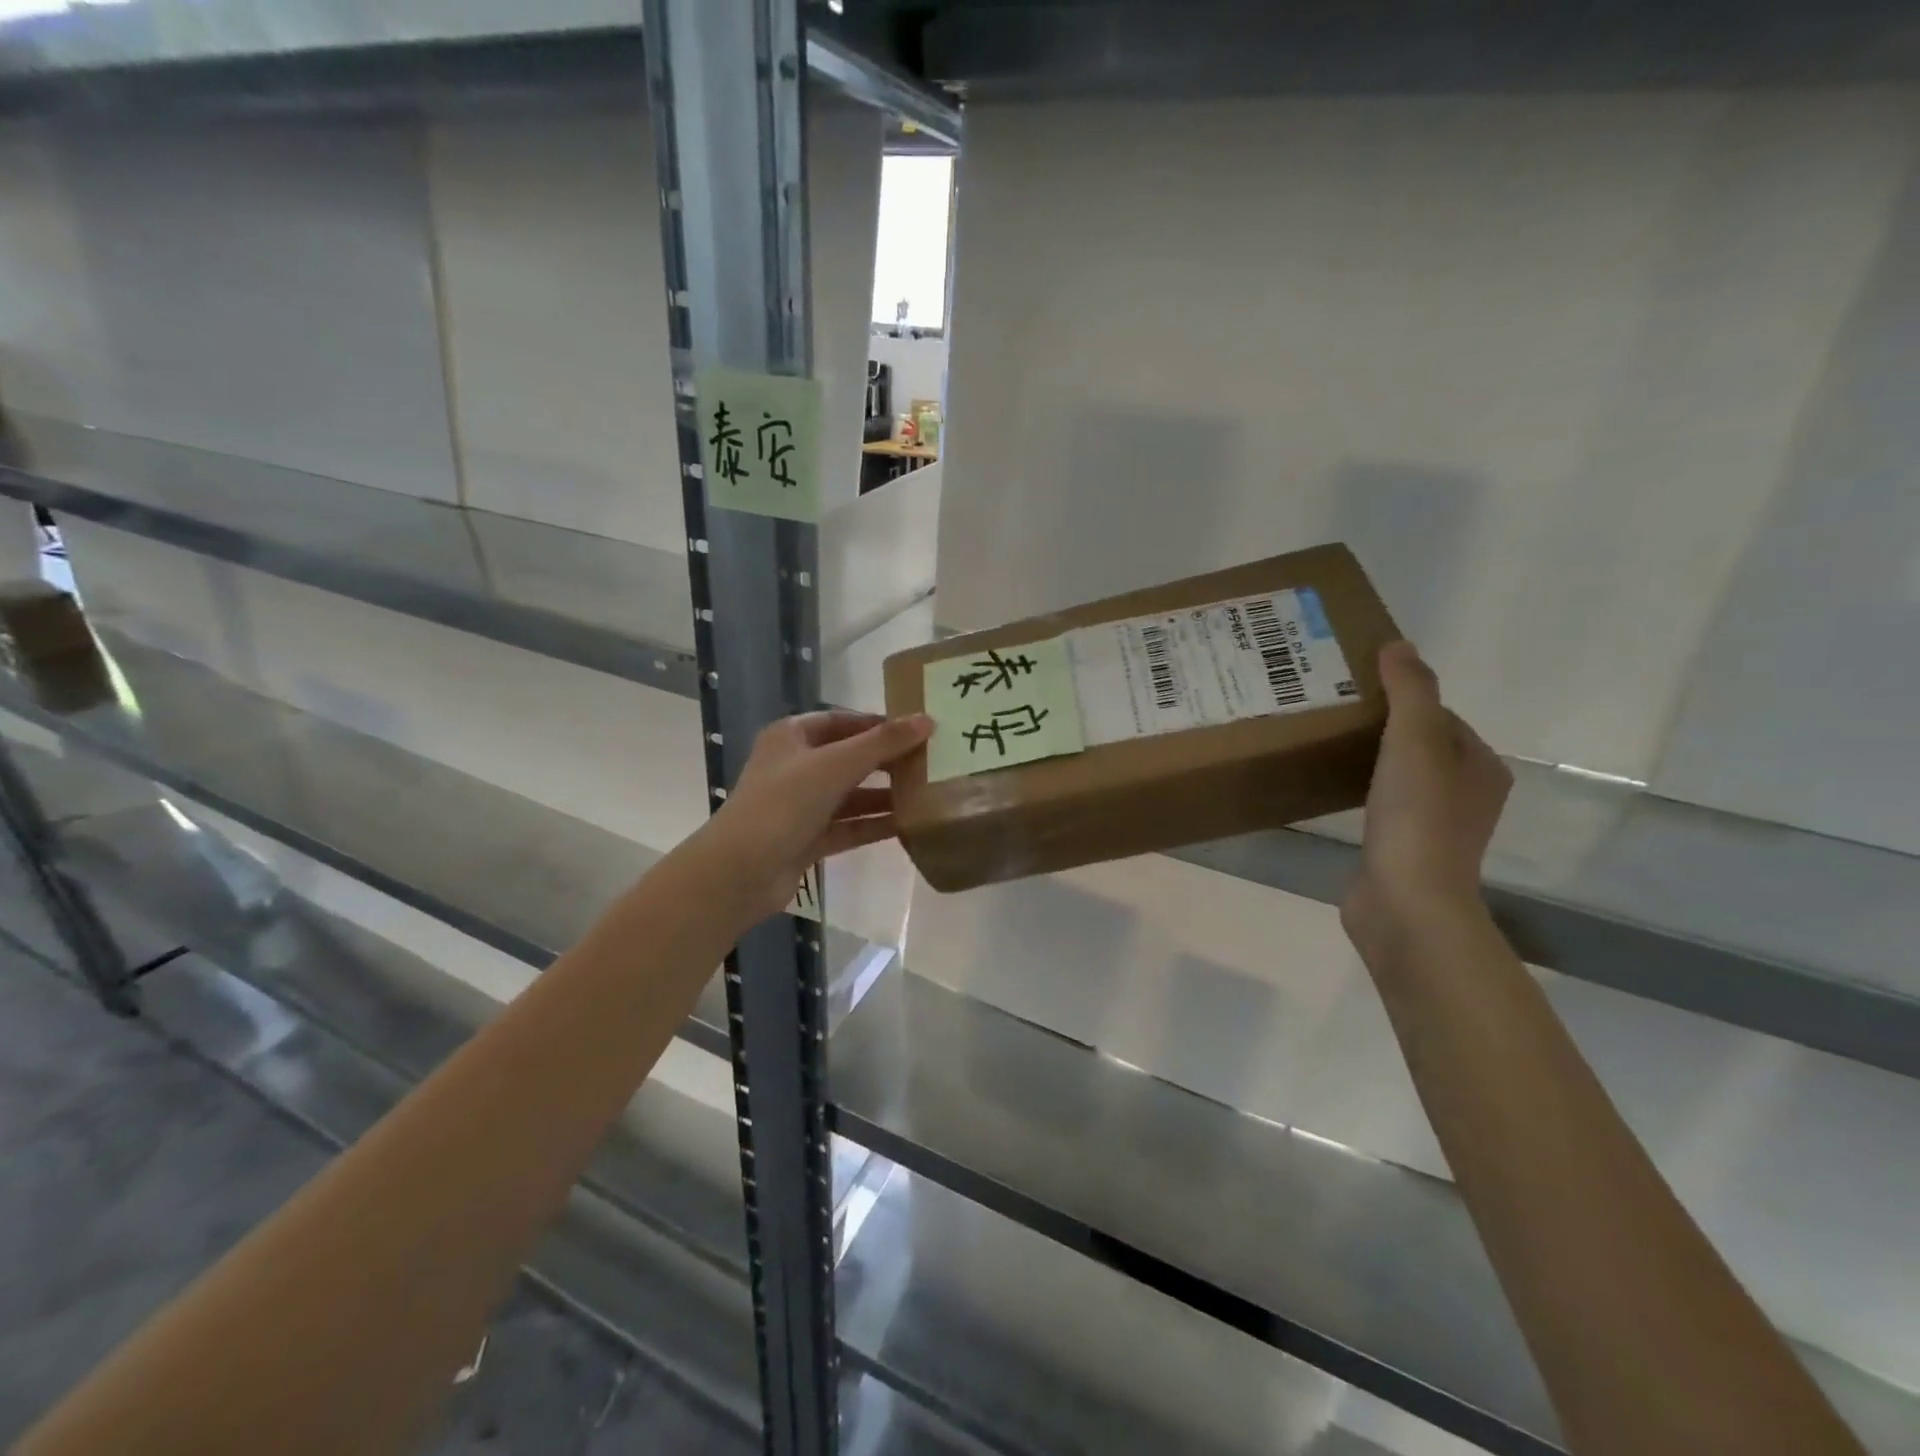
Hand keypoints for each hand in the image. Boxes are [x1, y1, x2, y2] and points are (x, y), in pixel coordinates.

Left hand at [698, 710, 932, 922]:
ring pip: (851, 795)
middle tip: (931, 761)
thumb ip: (882, 743)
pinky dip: (874, 824)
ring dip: (884, 795)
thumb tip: (927, 720)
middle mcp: (795, 766)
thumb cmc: (783, 804)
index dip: (879, 724)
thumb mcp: (835, 765)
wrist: (739, 872)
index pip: (843, 721)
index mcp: (792, 736)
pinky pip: (848, 826)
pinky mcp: (808, 838)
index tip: (918, 729)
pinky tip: (909, 824)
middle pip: (849, 757)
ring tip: (928, 793)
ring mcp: (800, 805)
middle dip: (887, 761)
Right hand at [1344, 641, 1510, 934]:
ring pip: (1401, 778)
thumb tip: (1399, 645)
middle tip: (1332, 716)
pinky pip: (1383, 808)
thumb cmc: (1418, 817)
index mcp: (1481, 766)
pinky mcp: (1404, 852)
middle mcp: (1467, 795)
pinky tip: (1332, 792)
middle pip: (1420, 746)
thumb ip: (1410, 690)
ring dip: (1370, 762)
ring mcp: (1435, 828)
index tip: (1354, 692)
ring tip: (1326, 748)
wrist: (1406, 902)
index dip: (1400, 700)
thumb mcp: (1415, 740)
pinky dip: (1362, 794)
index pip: (1439, 716)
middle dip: (1381, 729)